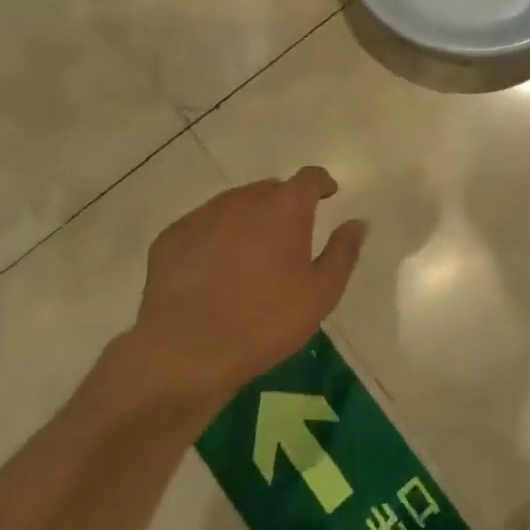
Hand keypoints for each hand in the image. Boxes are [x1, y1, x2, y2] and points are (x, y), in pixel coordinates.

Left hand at [109, 167, 366, 410]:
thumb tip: (358, 222)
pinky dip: (214, 237)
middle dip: (283, 204)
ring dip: (247, 219)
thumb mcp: (321, 293)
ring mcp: (203, 215)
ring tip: (250, 254)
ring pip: (234, 205)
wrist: (186, 352)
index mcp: (286, 207)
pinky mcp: (172, 237)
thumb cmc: (265, 321)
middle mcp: (245, 199)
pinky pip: (202, 227)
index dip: (321, 183)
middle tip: (288, 235)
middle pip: (270, 189)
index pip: (309, 177)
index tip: (327, 194)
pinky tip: (213, 270)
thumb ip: (343, 251)